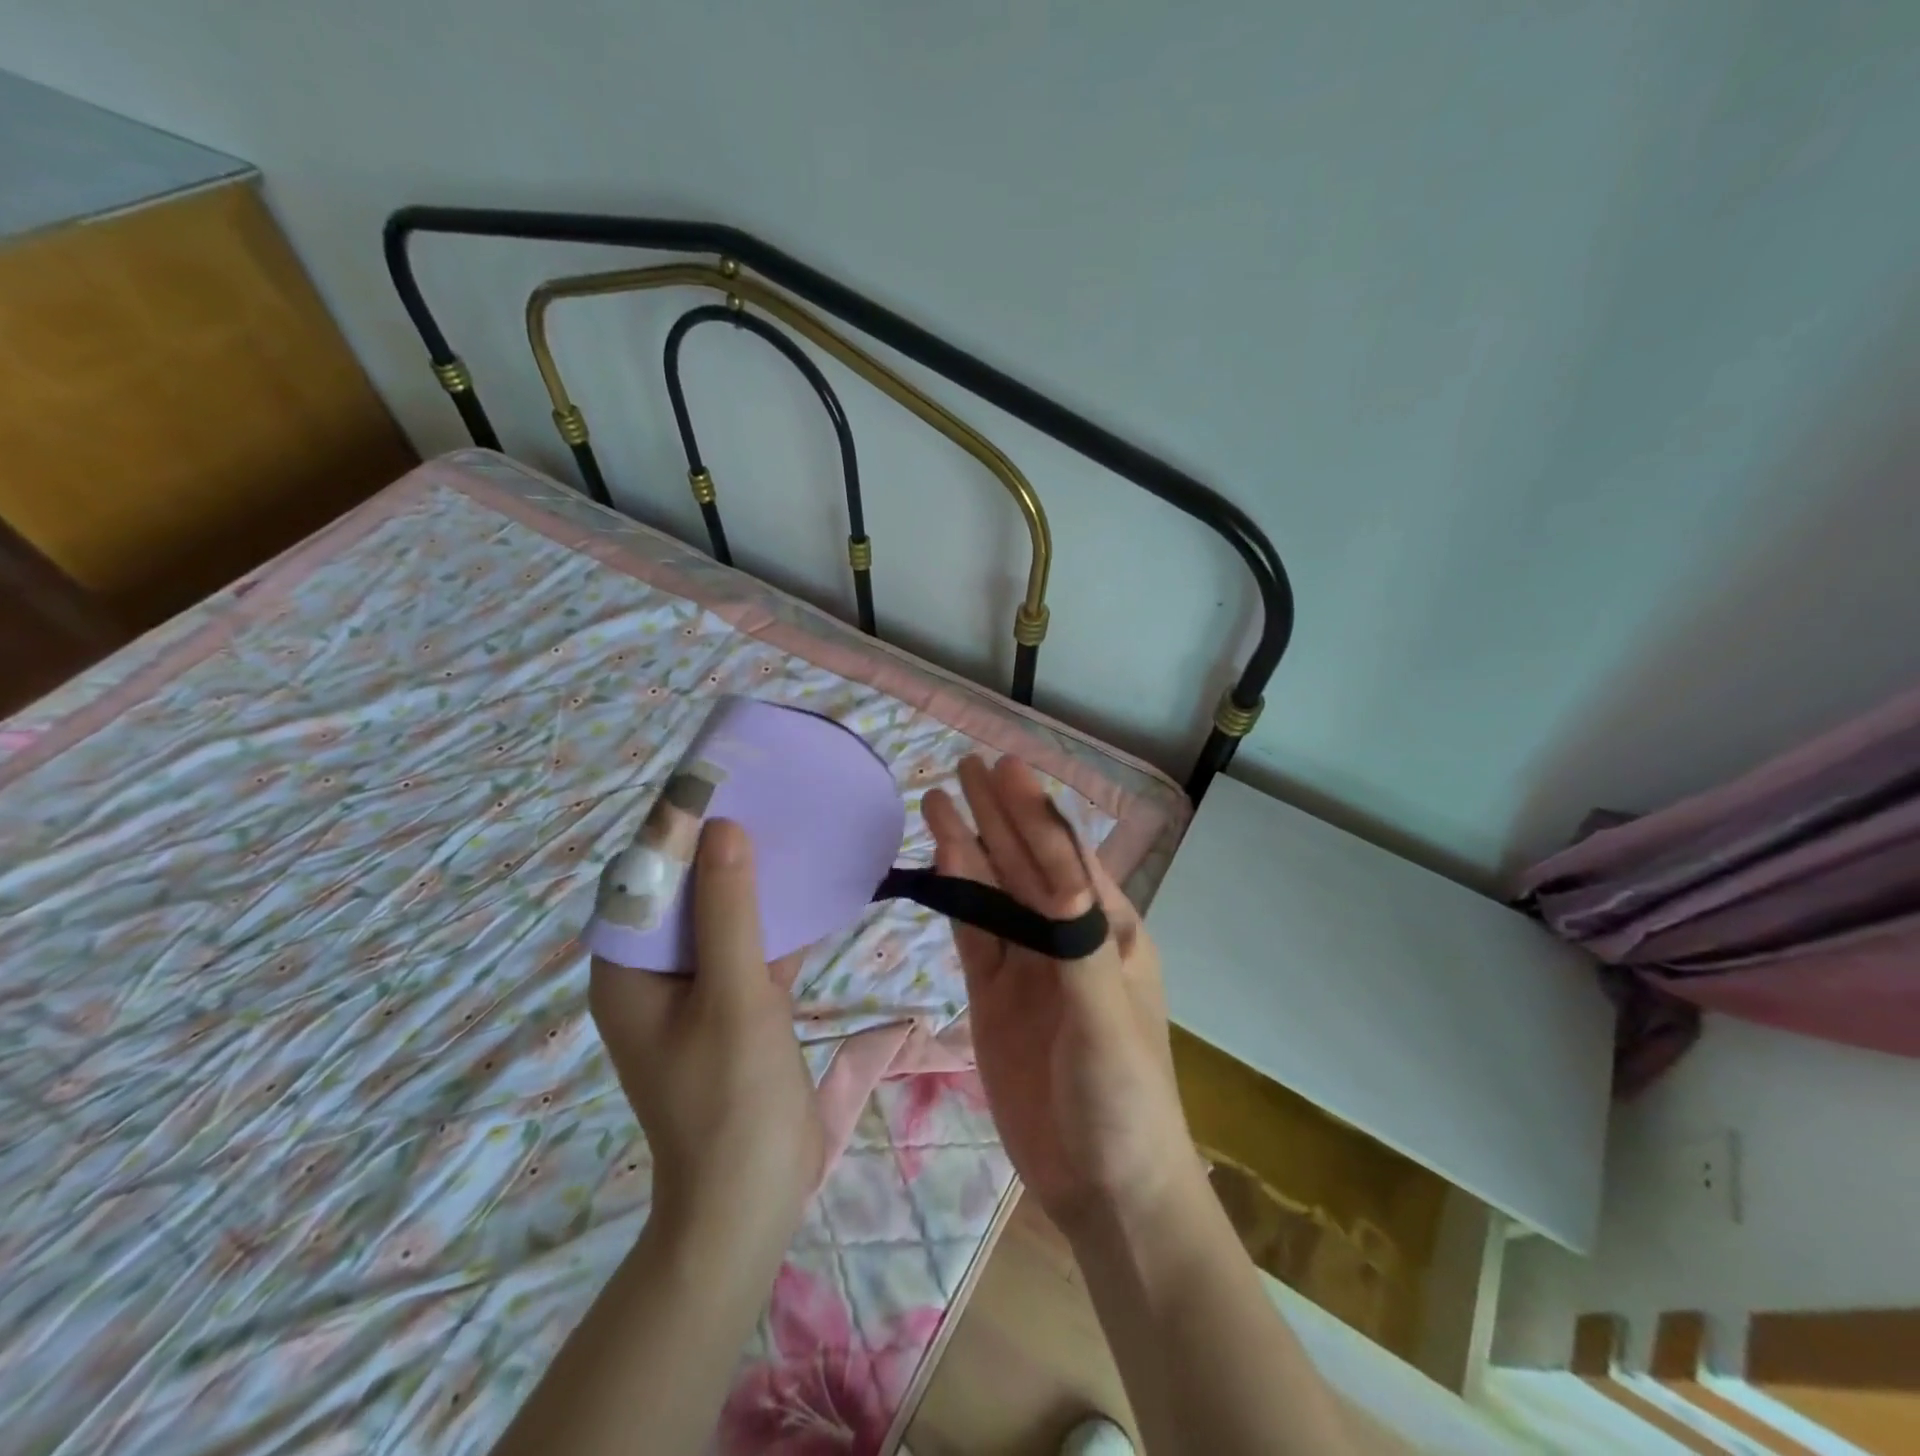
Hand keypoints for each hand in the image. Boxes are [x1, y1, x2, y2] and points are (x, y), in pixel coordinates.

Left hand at [588, 820, 824, 1249]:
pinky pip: (752, 945)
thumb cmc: (729, 1098)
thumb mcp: (732, 996)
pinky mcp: (737, 1005)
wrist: (751, 1201)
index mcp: (627, 969)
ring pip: (722, 916)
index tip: (712, 777)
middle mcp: (654, 972)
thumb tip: (723, 826)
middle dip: (718, 844)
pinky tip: (813, 885)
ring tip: (787, 823)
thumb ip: (729, 910)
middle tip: (759, 791)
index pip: (641, 879)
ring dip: (752, 878)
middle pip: (683, 893)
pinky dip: (778, 918)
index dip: (672, 827)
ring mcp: (698, 990)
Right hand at [924, 755, 1199, 1237]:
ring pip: (993, 893)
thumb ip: (1078, 943)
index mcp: (1109, 931)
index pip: (1065, 857)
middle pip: (1024, 864)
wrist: (1103, 1187)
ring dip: (968, 847)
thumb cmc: (1124, 1098)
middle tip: (965, 765)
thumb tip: (1057, 869)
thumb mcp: (1107, 1018)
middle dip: (998, 814)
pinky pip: (973, 935)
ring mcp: (1027, 966)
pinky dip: (956, 897)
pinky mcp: (994, 996)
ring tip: (937, 800)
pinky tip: (941, 863)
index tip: (1006, 769)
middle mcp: (1067, 937)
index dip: (1035, 812)